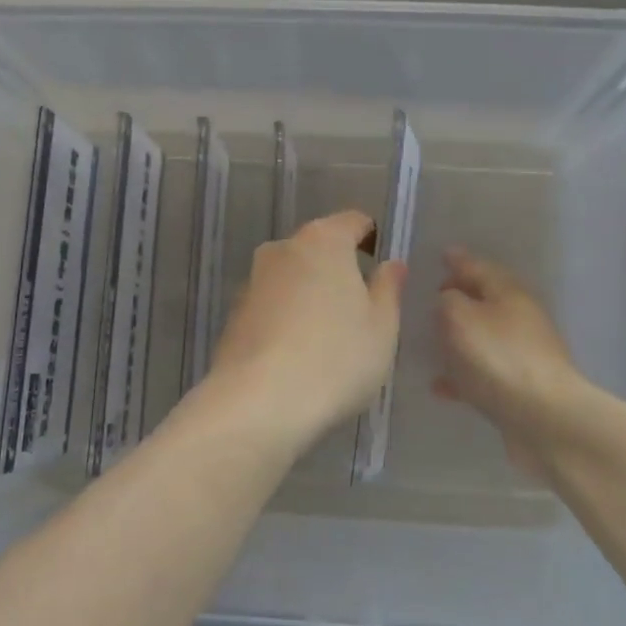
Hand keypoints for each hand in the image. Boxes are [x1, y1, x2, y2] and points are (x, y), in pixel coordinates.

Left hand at [209, 210, 406, 451]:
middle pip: (318, 248)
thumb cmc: (335, 358)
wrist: (258, 403)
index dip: (372, 239)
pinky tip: (296, 355)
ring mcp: (252, 280)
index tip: (381, 269)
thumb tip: (392, 264)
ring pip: (292, 277)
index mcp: (323, 240)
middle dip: (338, 270)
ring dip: (309, 295)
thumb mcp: (382, 327)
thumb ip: (388, 289)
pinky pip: (271, 305)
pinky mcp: (234, 314)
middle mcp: (282, 249)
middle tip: (359, 310)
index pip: (353, 222)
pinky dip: (286, 319)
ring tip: (327, 339)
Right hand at [433, 248, 583, 473]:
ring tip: (430, 340)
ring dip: (459, 337)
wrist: (544, 419)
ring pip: (483, 338)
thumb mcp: (460, 317)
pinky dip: (461, 374)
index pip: (479, 267)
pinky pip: (482, 374)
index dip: (459, 261)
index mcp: (509, 293)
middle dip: (459, 297)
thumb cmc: (498, 357)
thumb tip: (448, 299)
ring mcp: (521, 355)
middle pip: (484, 301)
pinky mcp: (518, 388)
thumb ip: (447, 301)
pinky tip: (439, 384)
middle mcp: (519, 318)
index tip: (442, 255)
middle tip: (432, 296)